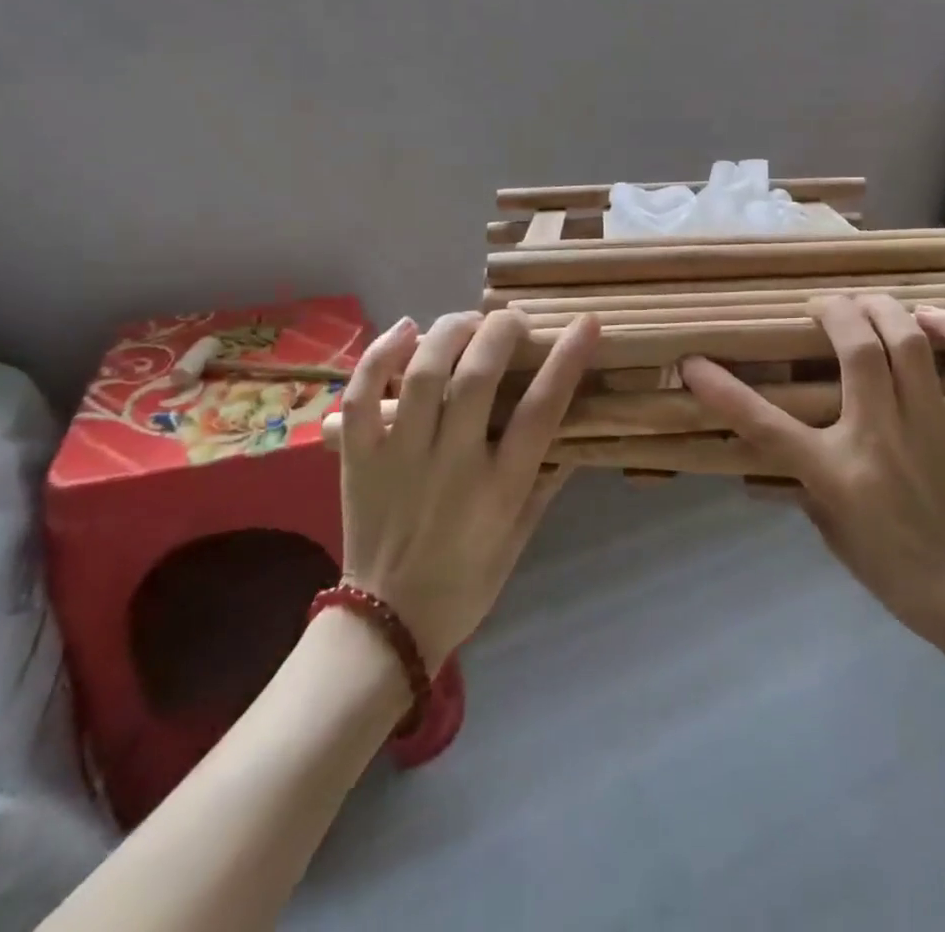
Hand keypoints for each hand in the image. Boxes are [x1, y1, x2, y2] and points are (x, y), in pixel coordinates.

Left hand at [328, 310, 599, 671]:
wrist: (388, 624)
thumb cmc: (468, 581)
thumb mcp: (522, 535)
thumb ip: (547, 479)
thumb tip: (576, 429)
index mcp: (500, 487)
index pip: (541, 410)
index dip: (566, 360)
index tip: (585, 323)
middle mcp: (452, 464)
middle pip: (476, 377)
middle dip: (500, 332)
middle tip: (513, 320)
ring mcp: (401, 458)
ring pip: (422, 375)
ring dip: (448, 333)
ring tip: (467, 321)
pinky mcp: (360, 458)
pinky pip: (362, 398)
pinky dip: (378, 356)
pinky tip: (405, 329)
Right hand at [682, 294, 944, 666]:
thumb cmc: (900, 572)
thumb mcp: (836, 533)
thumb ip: (808, 486)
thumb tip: (776, 461)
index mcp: (836, 471)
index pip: (763, 423)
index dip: (722, 390)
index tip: (693, 363)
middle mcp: (880, 433)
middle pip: (854, 346)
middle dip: (833, 310)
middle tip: (823, 306)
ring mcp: (935, 421)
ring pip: (907, 339)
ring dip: (883, 309)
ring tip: (869, 304)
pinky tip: (932, 319)